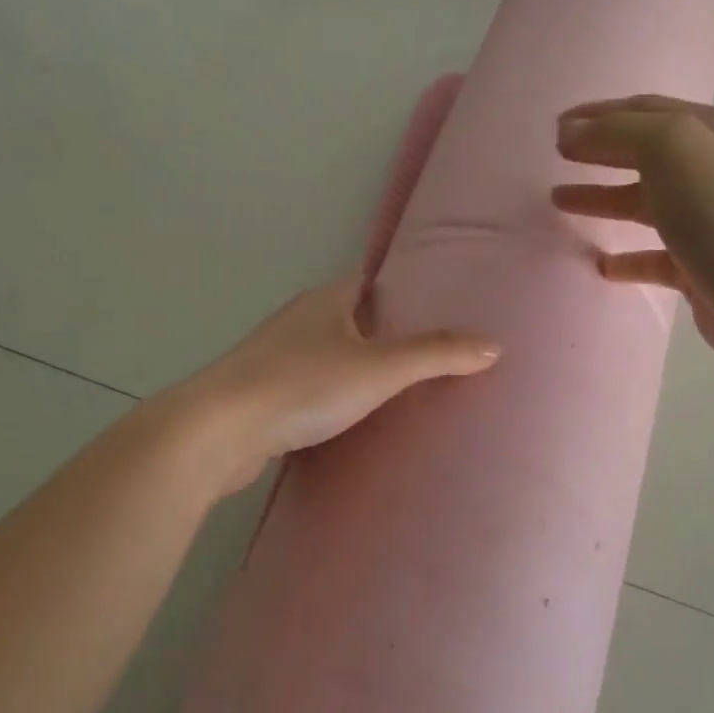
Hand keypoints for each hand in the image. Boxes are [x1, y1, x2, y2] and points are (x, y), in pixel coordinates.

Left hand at [172, 275, 500, 492]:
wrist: (219, 431)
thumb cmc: (302, 385)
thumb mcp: (379, 368)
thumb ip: (435, 355)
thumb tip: (493, 344)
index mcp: (326, 300)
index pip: (369, 281)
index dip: (402, 289)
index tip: (436, 303)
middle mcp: (299, 320)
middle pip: (350, 317)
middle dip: (384, 330)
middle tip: (429, 351)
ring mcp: (276, 358)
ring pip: (328, 354)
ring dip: (356, 365)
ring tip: (398, 387)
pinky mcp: (263, 395)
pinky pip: (310, 387)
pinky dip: (332, 395)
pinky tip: (351, 419)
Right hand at [551, 95, 713, 376]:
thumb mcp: (669, 148)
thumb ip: (615, 133)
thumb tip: (570, 133)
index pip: (646, 110)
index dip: (598, 114)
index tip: (556, 127)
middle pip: (644, 153)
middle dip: (598, 152)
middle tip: (556, 157)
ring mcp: (710, 221)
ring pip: (645, 203)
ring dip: (603, 199)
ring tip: (559, 201)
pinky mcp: (701, 267)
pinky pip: (654, 256)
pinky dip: (626, 257)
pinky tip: (600, 264)